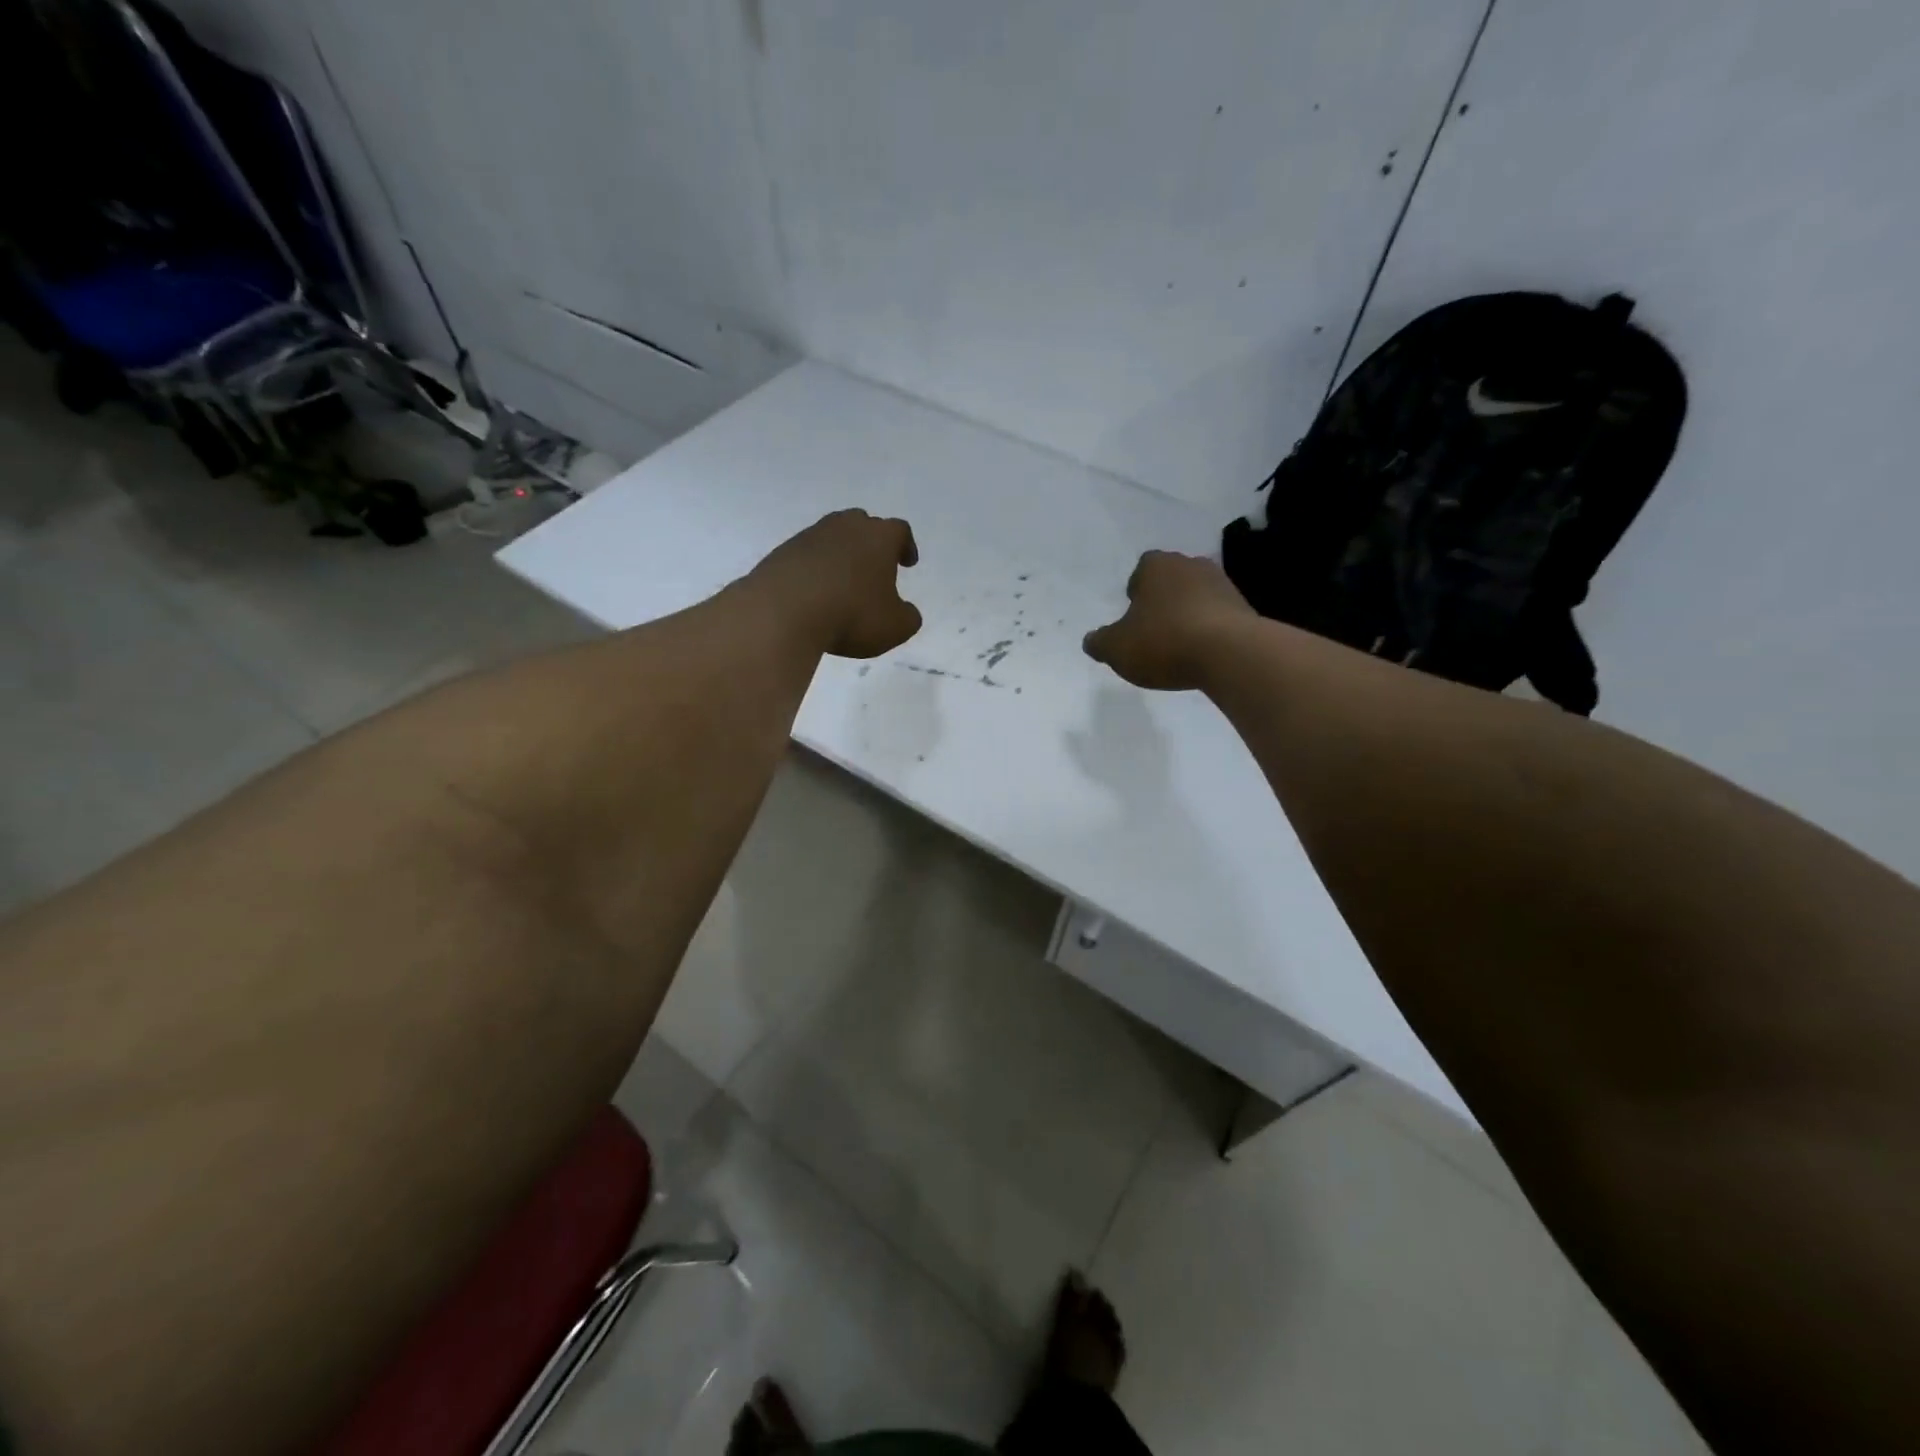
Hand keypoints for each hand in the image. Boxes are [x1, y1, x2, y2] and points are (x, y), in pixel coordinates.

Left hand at [747, 510, 922, 658]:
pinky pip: (806, 556)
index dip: (906, 546)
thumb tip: (907, 611)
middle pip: (863, 524)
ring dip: (841, 555)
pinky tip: (815, 592)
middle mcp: (844, 527)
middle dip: (871, 543)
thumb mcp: (895, 627)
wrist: (783, 612)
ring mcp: (809, 536)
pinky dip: (815, 569)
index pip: (899, 531)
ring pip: (832, 537)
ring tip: (843, 582)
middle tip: (874, 566)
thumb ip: (908, 617)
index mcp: (878, 537)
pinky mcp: (782, 552)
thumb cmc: (851, 615)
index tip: (907, 563)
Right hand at [1083, 551, 1256, 689]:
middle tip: (1152, 631)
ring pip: (1196, 596)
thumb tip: (1091, 640)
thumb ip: (1099, 642)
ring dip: (1187, 615)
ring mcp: (1222, 584)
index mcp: (1156, 565)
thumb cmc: (1164, 641)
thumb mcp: (1116, 648)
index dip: (1135, 591)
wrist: (1230, 653)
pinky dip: (1209, 630)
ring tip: (1178, 646)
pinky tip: (1202, 654)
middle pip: (1171, 580)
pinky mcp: (1245, 608)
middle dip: (1162, 601)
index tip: (1133, 616)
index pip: (1141, 568)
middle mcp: (1191, 564)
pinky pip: (1218, 616)